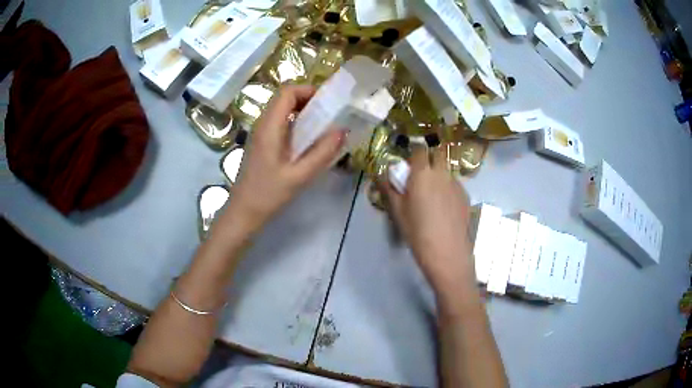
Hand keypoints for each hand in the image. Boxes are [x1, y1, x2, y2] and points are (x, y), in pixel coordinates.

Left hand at [222, 85, 344, 232]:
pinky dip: (296, 123)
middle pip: (284, 97)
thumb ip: (322, 152)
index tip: (329, 102)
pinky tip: (308, 141)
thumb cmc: (268, 195)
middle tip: (330, 114)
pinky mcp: (261, 143)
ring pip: (282, 109)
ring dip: (303, 111)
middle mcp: (262, 124)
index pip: (287, 91)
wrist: (243, 212)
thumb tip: (343, 130)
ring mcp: (260, 133)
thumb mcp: (299, 176)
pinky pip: (280, 123)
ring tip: (323, 126)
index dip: (308, 90)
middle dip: (309, 99)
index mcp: (269, 126)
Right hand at [383, 146, 474, 292]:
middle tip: (421, 176)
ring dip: (439, 174)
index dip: (414, 154)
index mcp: (423, 173)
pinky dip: (448, 188)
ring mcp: (456, 184)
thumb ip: (389, 188)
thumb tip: (382, 175)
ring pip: (447, 170)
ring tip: (433, 195)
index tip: (409, 165)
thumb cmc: (417, 231)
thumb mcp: (397, 211)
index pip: (420, 150)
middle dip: (430, 159)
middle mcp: (442, 173)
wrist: (447, 251)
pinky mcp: (466, 196)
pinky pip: (454, 184)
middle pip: (438, 154)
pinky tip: (444, 208)